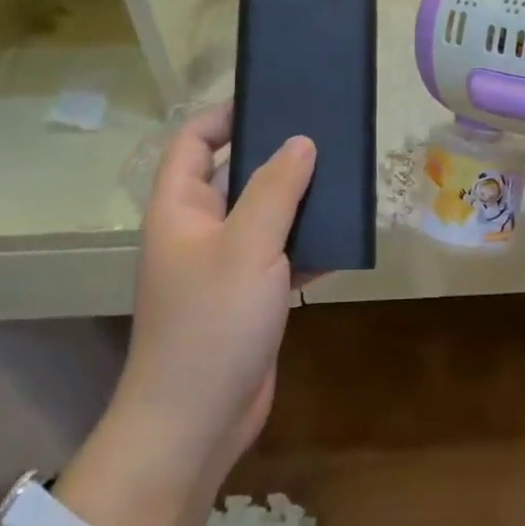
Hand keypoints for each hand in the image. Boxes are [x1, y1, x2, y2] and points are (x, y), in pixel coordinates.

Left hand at [116, 104, 314, 489]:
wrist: (195, 423)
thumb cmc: (211, 322)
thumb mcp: (248, 245)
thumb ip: (276, 189)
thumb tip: (301, 141)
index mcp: (180, 208)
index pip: (192, 141)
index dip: (224, 116)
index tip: (272, 102)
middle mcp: (198, 230)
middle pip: (235, 175)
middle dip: (277, 157)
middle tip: (325, 136)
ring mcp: (224, 266)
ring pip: (264, 216)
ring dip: (299, 202)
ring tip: (345, 178)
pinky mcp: (249, 297)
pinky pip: (280, 255)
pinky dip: (308, 245)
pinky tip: (345, 236)